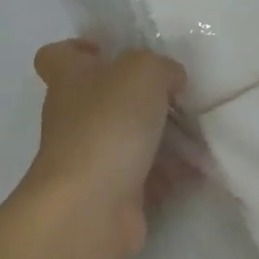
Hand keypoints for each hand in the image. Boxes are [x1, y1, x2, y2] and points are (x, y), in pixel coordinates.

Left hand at [22, 40, 185, 258]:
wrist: (91, 209)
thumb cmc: (108, 124)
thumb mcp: (143, 72)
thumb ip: (161, 67)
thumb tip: (170, 79)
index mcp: (69, 78)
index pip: (57, 55)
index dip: (79, 49)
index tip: (111, 52)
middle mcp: (73, 116)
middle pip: (102, 96)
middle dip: (138, 95)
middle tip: (176, 93)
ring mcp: (90, 158)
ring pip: (127, 137)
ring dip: (161, 134)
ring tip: (199, 127)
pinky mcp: (112, 194)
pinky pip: (147, 175)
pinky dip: (172, 172)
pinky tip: (201, 164)